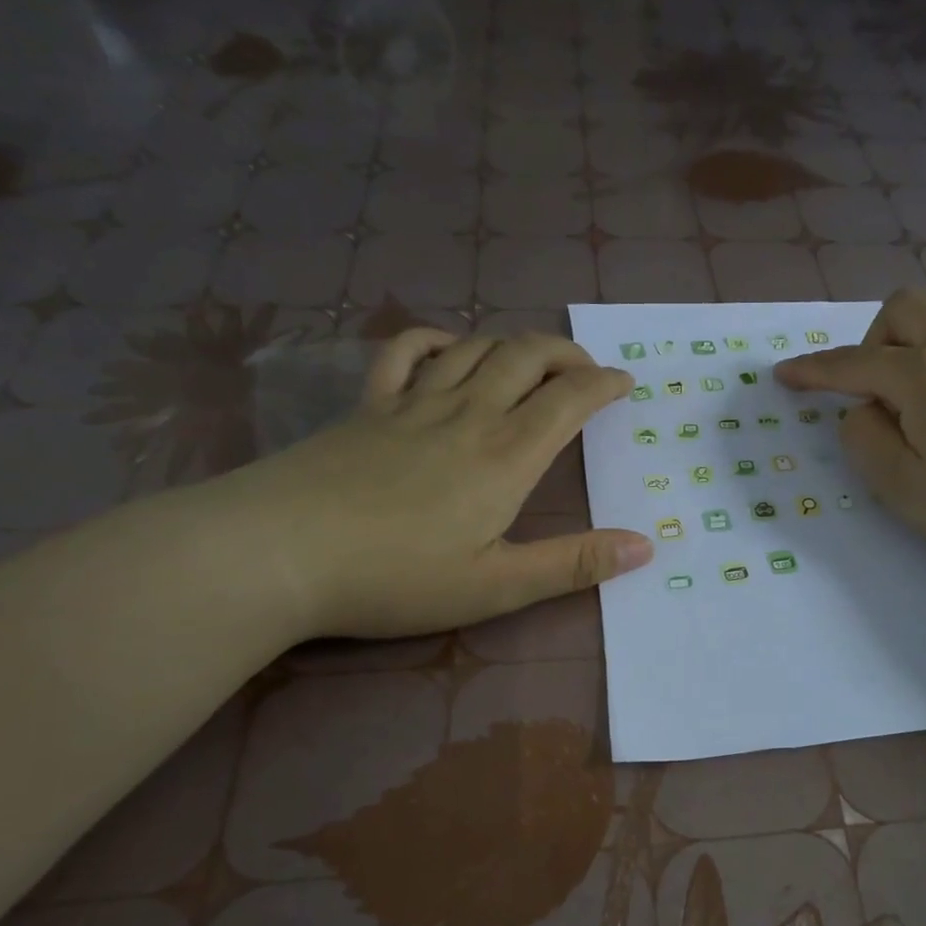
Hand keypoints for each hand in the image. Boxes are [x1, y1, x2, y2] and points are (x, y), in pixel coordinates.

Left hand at [210, 328, 652, 639]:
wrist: (279, 553)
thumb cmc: (397, 577)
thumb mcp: (498, 586)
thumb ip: (574, 564)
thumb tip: (646, 545)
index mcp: (506, 456)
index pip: (569, 400)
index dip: (603, 384)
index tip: (624, 384)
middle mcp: (467, 414)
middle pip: (527, 356)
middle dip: (567, 354)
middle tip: (586, 369)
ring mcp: (413, 403)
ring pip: (476, 347)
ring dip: (514, 344)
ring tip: (532, 361)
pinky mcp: (367, 406)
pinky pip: (406, 351)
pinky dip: (437, 339)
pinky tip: (450, 350)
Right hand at [774, 290, 925, 579]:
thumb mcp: (901, 487)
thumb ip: (865, 440)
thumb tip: (864, 412)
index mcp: (922, 375)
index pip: (852, 365)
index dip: (813, 370)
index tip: (784, 375)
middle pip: (903, 310)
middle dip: (872, 341)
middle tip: (872, 392)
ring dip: (920, 339)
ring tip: (921, 385)